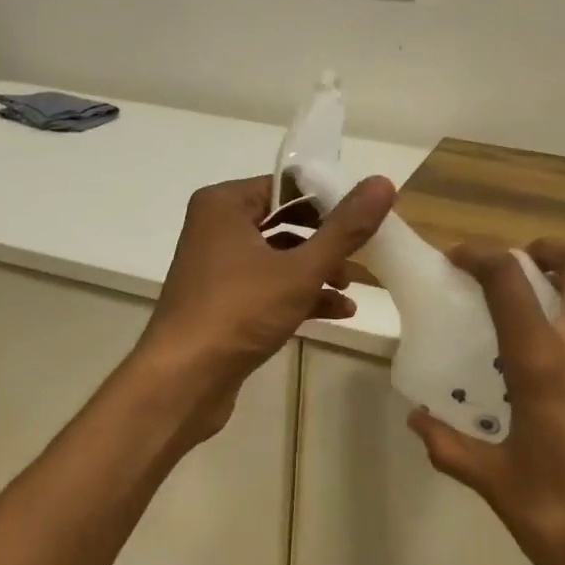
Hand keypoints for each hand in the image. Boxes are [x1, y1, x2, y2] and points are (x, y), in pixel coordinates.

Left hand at [136, 174, 394, 434]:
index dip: (329, 199)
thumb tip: (383, 182)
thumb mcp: (301, 269)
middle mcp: (216, 227)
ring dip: (317, 270)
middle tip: (364, 251)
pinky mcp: (222, 301)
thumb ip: (344, 228)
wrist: (181, 382)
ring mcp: (217, 266)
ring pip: (278, 256)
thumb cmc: (239, 312)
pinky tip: (338, 312)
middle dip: (326, 239)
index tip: (365, 217)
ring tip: (351, 287)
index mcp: (225, 204)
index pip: (287, 185)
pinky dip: (299, 293)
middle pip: (285, 220)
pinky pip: (267, 285)